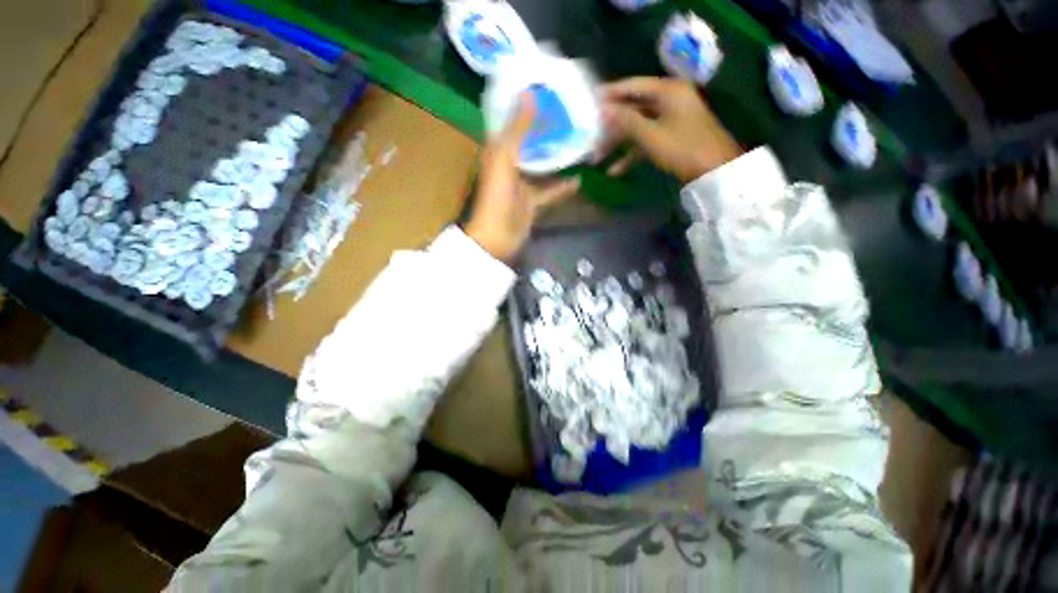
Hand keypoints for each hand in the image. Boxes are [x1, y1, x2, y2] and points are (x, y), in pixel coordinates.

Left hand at [465, 94, 580, 261]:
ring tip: (578, 143)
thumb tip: (530, 93)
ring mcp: (522, 185)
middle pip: (530, 143)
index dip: (525, 106)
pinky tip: (579, 178)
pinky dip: (562, 186)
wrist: (498, 237)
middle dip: (546, 130)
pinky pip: (550, 191)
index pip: (512, 122)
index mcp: (498, 151)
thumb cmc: (497, 196)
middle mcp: (510, 164)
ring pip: (542, 166)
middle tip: (570, 113)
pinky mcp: (532, 202)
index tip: (545, 90)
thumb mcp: (505, 158)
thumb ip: (518, 129)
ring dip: (557, 157)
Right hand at [594, 77, 741, 183]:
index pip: (633, 86)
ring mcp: (670, 119)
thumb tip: (603, 109)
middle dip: (611, 126)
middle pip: (633, 109)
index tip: (590, 99)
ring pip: (637, 127)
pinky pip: (646, 140)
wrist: (714, 170)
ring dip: (618, 143)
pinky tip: (615, 171)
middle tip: (590, 135)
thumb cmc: (683, 148)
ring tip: (597, 158)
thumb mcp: (651, 135)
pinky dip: (632, 154)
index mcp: (667, 90)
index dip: (611, 93)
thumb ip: (626, 121)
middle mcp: (669, 100)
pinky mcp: (671, 136)